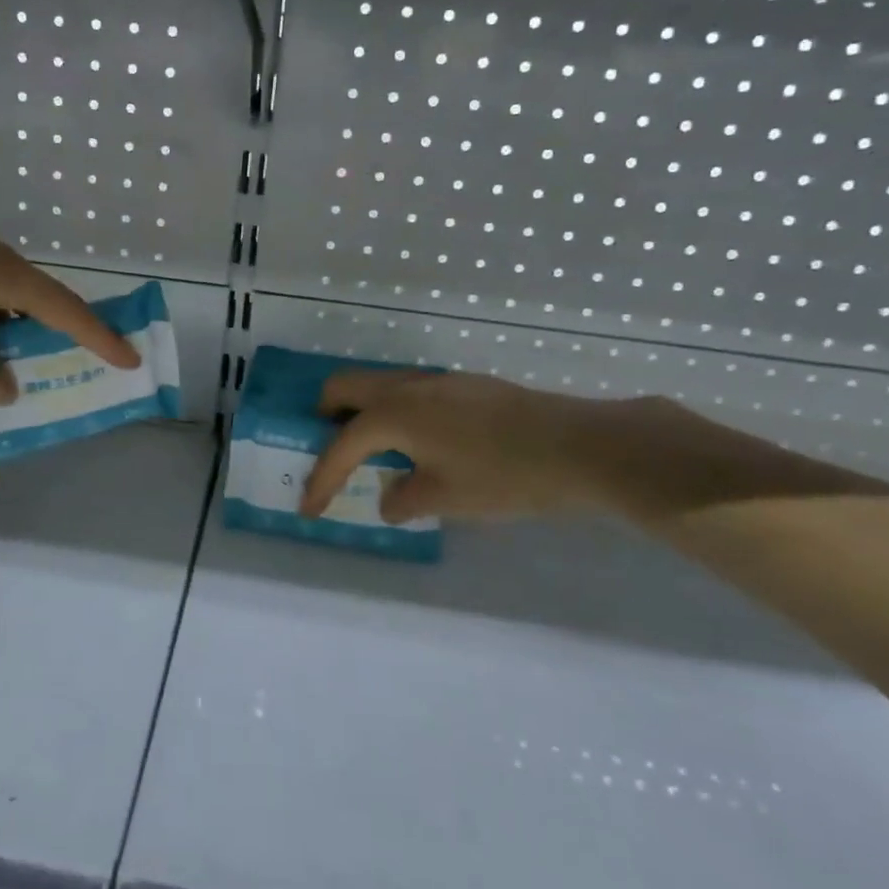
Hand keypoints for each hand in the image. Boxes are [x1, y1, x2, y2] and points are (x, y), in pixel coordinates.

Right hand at [299, 368, 638, 523]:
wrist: (580, 447)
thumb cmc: (503, 476)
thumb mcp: (445, 498)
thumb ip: (403, 499)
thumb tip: (389, 498)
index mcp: (393, 414)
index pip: (340, 446)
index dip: (320, 480)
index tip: (308, 508)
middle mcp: (407, 386)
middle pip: (345, 387)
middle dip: (325, 418)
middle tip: (329, 453)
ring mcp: (439, 379)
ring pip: (379, 385)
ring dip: (363, 413)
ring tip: (373, 453)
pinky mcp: (465, 384)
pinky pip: (410, 391)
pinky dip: (396, 413)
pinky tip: (420, 445)